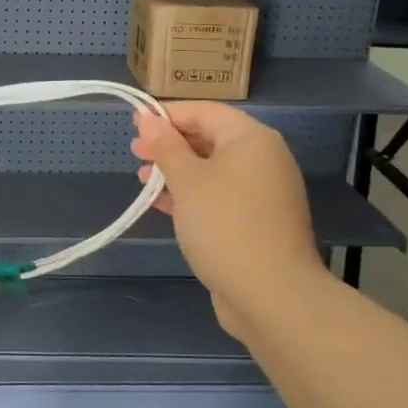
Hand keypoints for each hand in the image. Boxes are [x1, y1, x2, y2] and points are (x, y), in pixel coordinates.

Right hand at [131, 103, 322, 334]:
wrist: (272, 296)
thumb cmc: (225, 225)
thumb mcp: (187, 180)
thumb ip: (165, 147)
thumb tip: (147, 119)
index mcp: (251, 139)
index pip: (205, 111)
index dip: (168, 115)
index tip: (135, 125)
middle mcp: (263, 160)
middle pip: (209, 138)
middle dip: (170, 145)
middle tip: (135, 153)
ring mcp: (263, 193)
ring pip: (212, 170)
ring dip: (177, 172)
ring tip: (144, 181)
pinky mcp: (258, 222)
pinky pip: (219, 196)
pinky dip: (192, 196)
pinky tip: (163, 205)